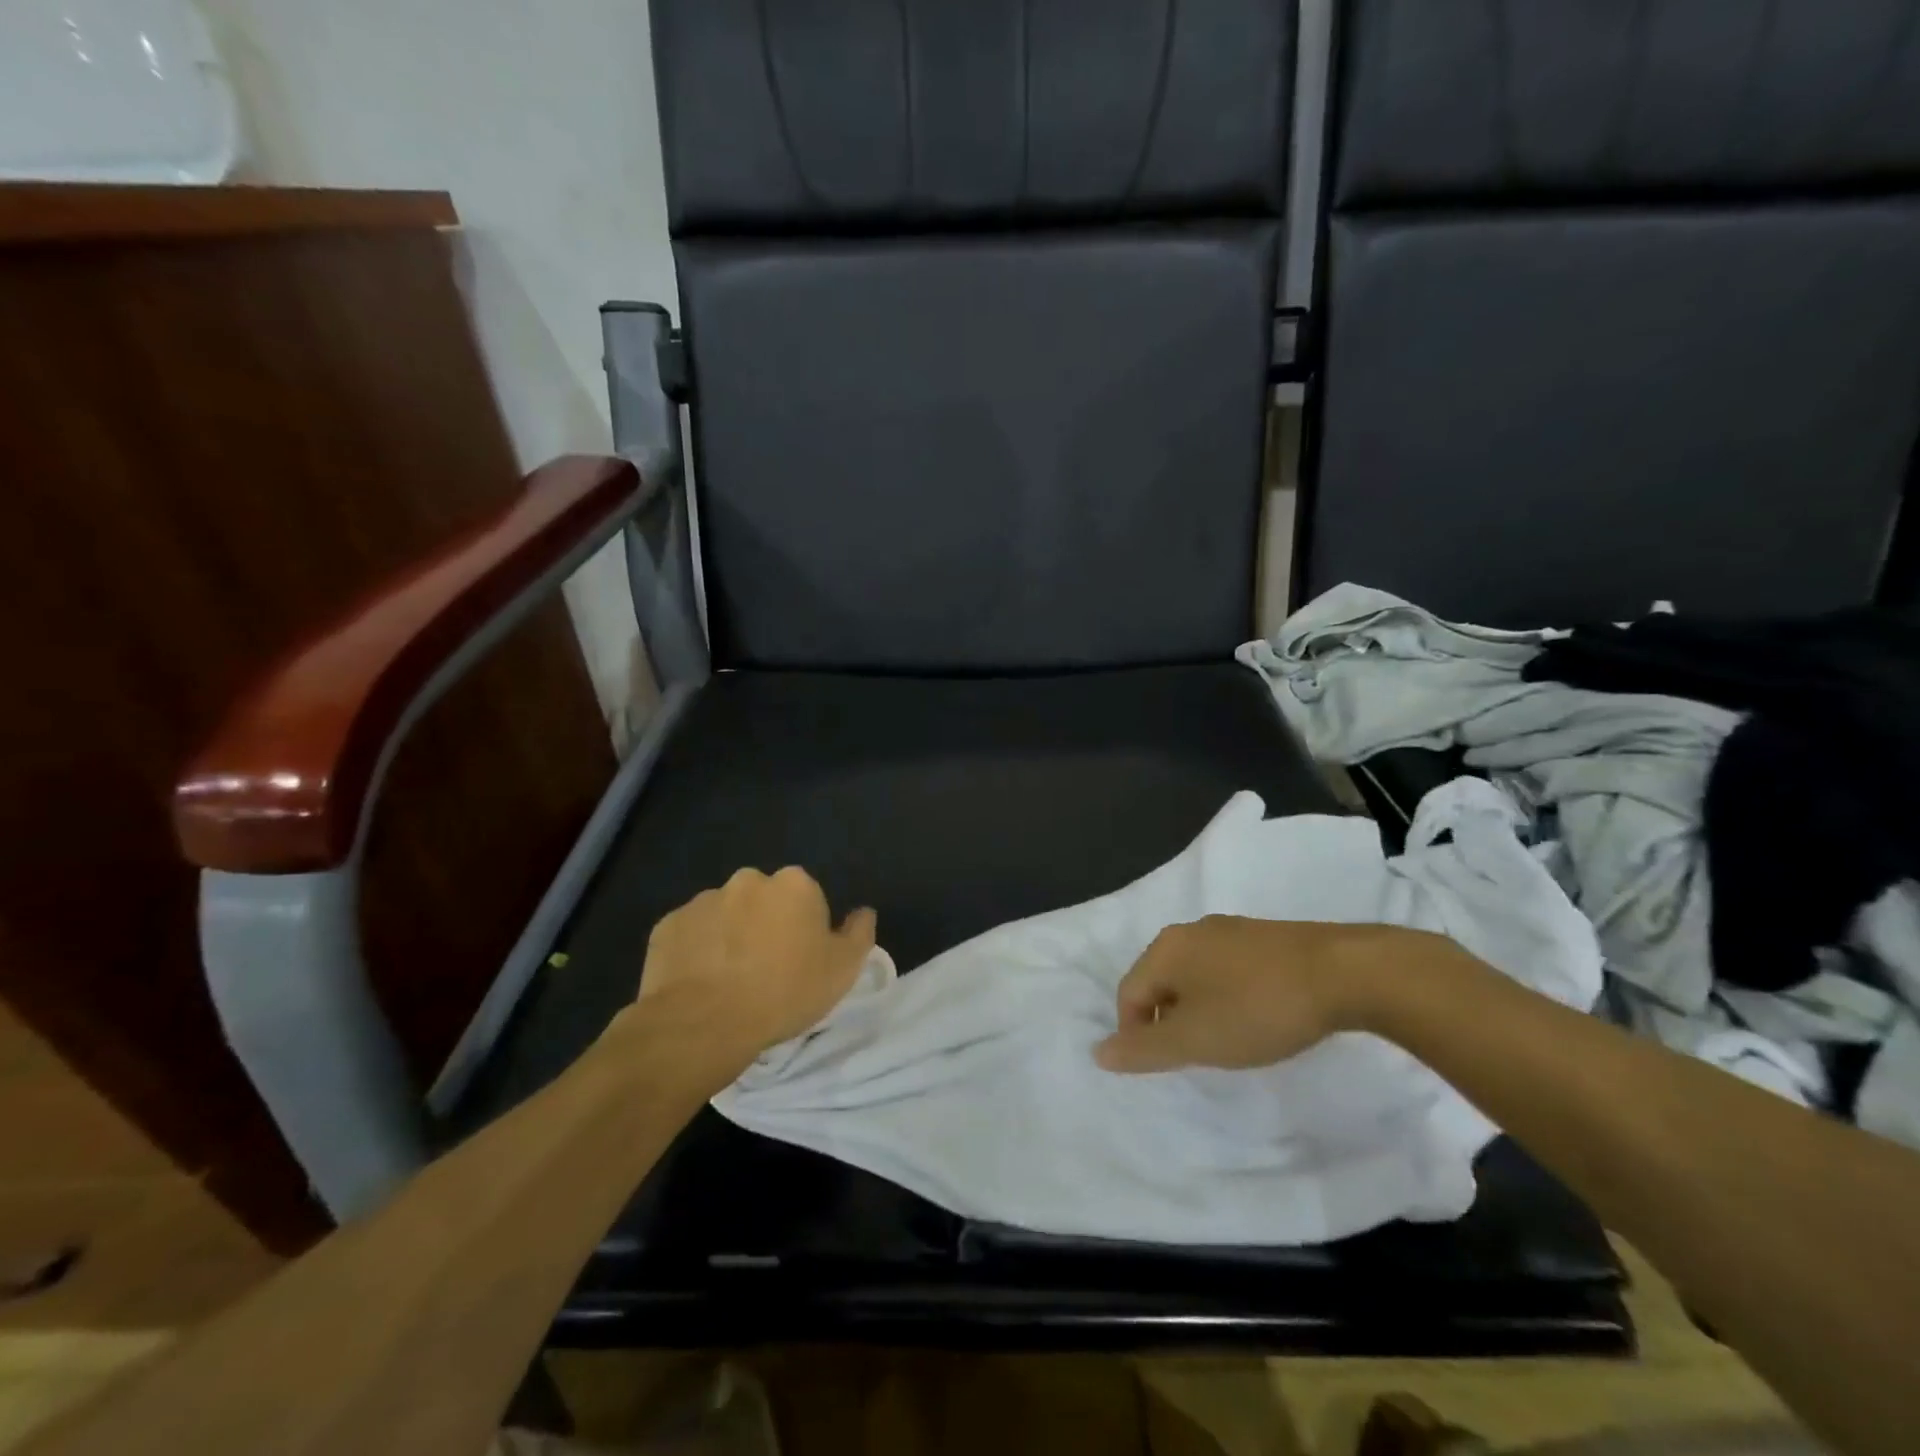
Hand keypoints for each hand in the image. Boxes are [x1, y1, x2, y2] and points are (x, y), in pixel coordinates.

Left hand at [629, 867, 875, 1069]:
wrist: (704, 1024)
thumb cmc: (784, 993)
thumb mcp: (843, 970)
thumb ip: (859, 933)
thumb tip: (863, 912)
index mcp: (793, 885)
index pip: (806, 898)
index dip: (805, 929)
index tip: (801, 961)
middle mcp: (747, 880)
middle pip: (763, 900)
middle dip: (765, 924)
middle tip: (765, 971)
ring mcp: (703, 900)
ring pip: (725, 915)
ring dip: (730, 937)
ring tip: (728, 982)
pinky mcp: (668, 925)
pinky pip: (690, 935)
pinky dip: (696, 952)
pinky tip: (700, 984)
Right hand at [1092, 916, 1435, 1073]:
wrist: (1346, 973)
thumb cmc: (1258, 1008)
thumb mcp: (1196, 1039)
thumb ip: (1145, 1049)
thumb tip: (1097, 1052)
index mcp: (1166, 948)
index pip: (1128, 993)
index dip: (1135, 1034)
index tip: (1167, 1067)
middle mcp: (1191, 930)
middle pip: (1160, 981)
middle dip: (1168, 1020)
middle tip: (1196, 1056)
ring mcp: (1231, 930)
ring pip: (1195, 975)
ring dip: (1199, 1009)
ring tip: (1228, 1040)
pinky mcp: (1266, 937)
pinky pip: (1228, 969)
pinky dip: (1228, 996)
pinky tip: (1257, 1016)